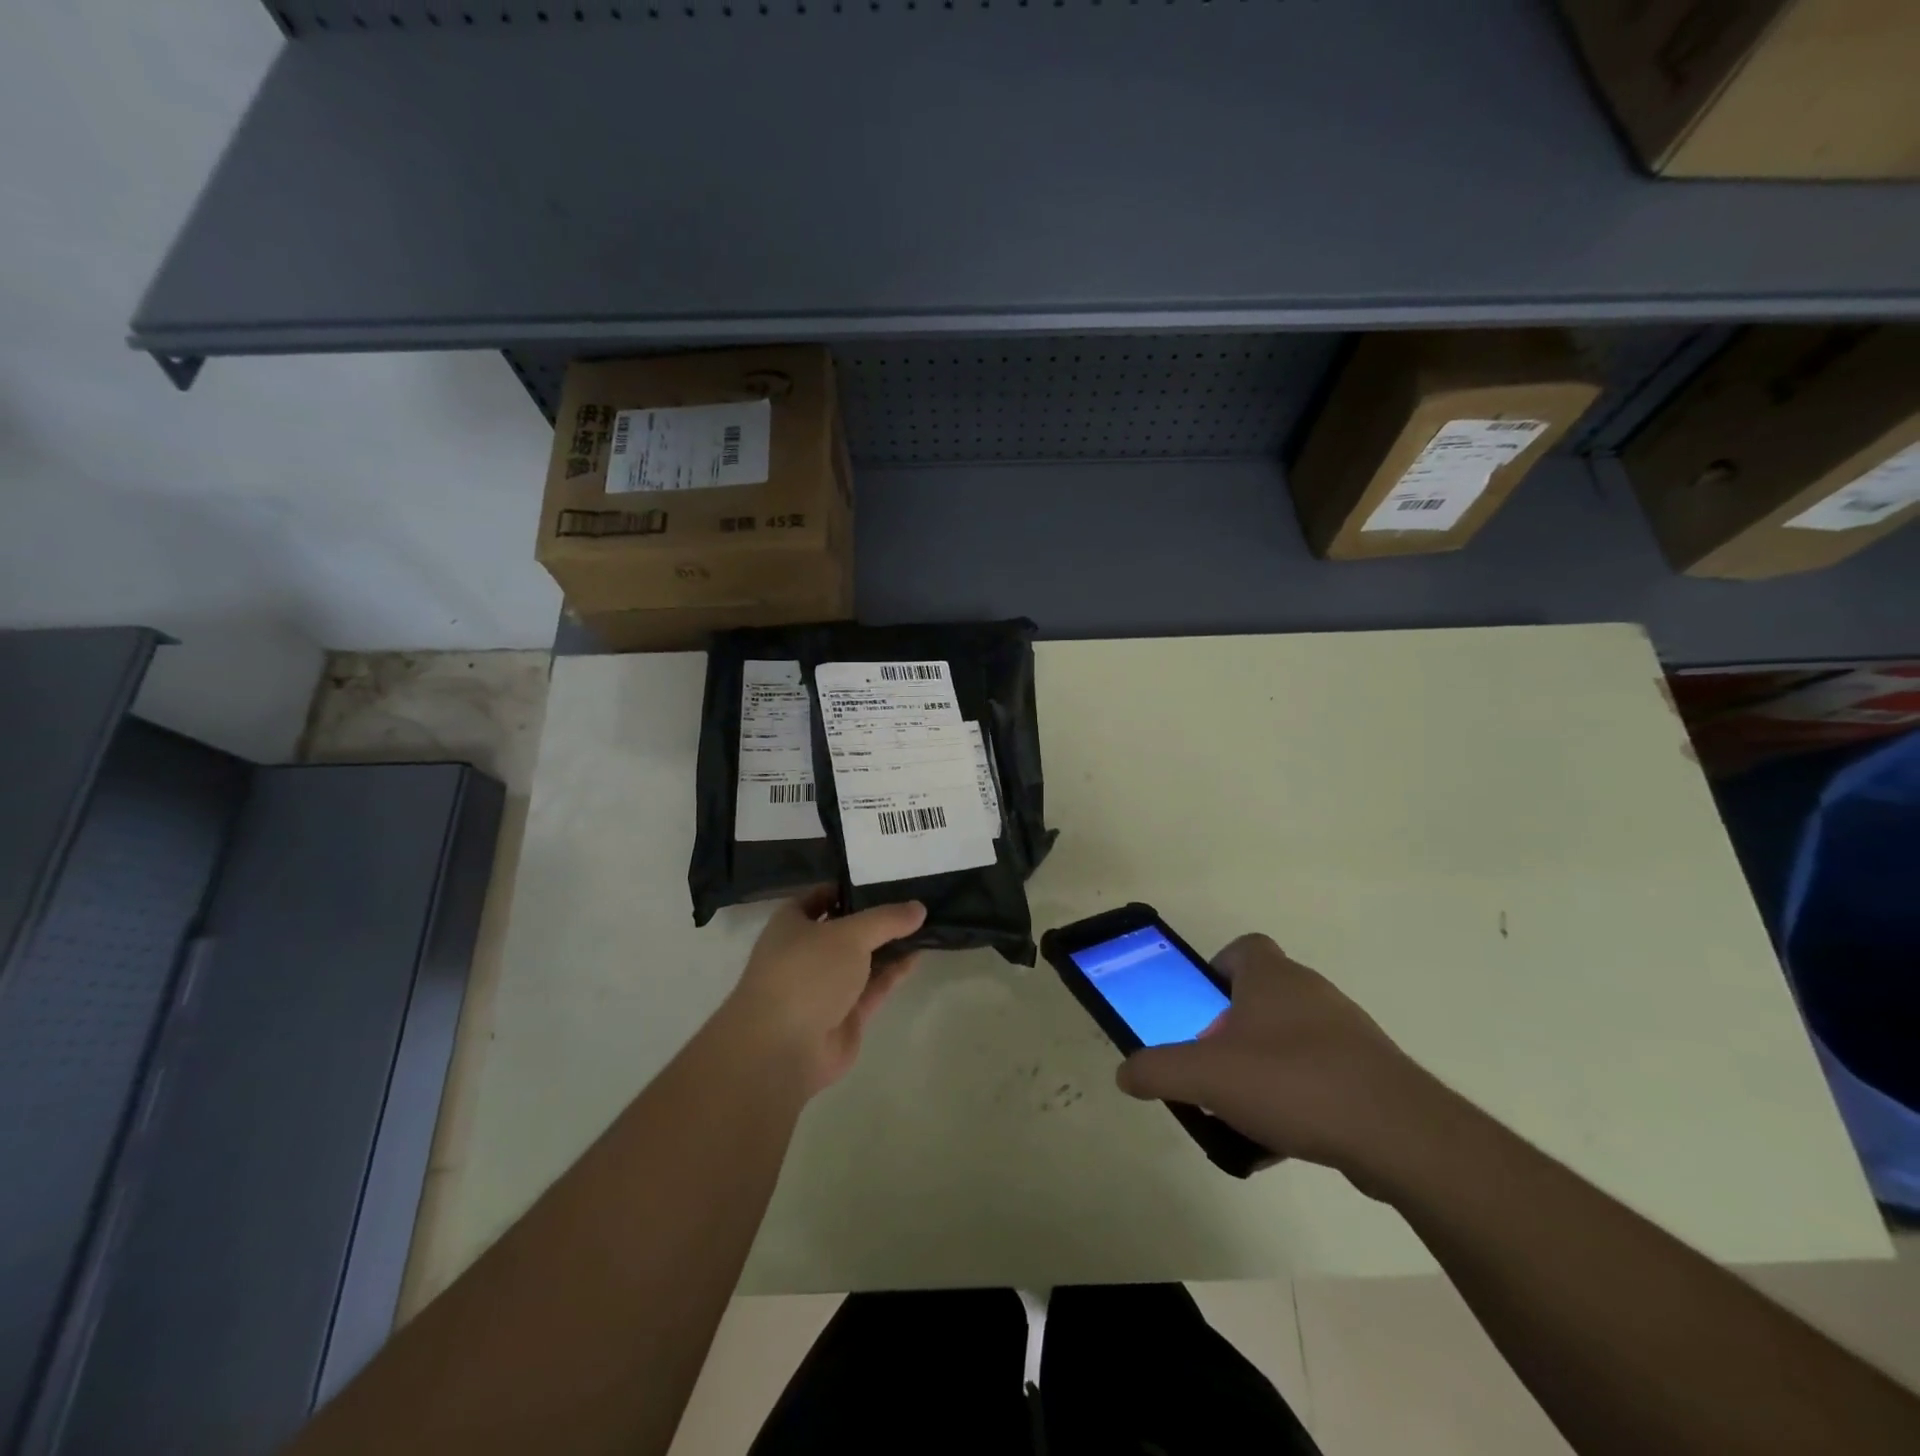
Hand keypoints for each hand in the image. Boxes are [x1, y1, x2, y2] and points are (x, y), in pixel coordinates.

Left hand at [724, 887, 926, 1095]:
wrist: (783, 1049)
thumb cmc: (806, 973)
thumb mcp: (848, 934)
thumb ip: (886, 919)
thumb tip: (918, 907)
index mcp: (791, 924)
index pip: (819, 896)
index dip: (848, 887)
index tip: (883, 877)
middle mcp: (806, 952)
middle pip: (845, 928)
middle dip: (875, 917)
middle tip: (913, 898)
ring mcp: (825, 987)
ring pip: (862, 960)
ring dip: (888, 945)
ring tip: (924, 924)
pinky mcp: (844, 1016)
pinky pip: (873, 987)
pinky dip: (893, 972)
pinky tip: (918, 955)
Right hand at [1115, 934, 1439, 1183]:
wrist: (1399, 1135)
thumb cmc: (1293, 1082)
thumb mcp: (1207, 1077)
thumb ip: (1158, 1071)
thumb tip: (1126, 1073)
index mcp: (1272, 977)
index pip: (1242, 949)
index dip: (1216, 971)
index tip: (1200, 1009)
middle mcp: (1311, 992)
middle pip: (1261, 998)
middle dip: (1232, 1031)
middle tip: (1213, 1067)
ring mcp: (1347, 1033)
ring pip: (1290, 1040)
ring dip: (1263, 1067)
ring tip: (1244, 1110)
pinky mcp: (1371, 1073)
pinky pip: (1319, 1075)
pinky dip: (1297, 1098)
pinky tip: (1283, 1138)